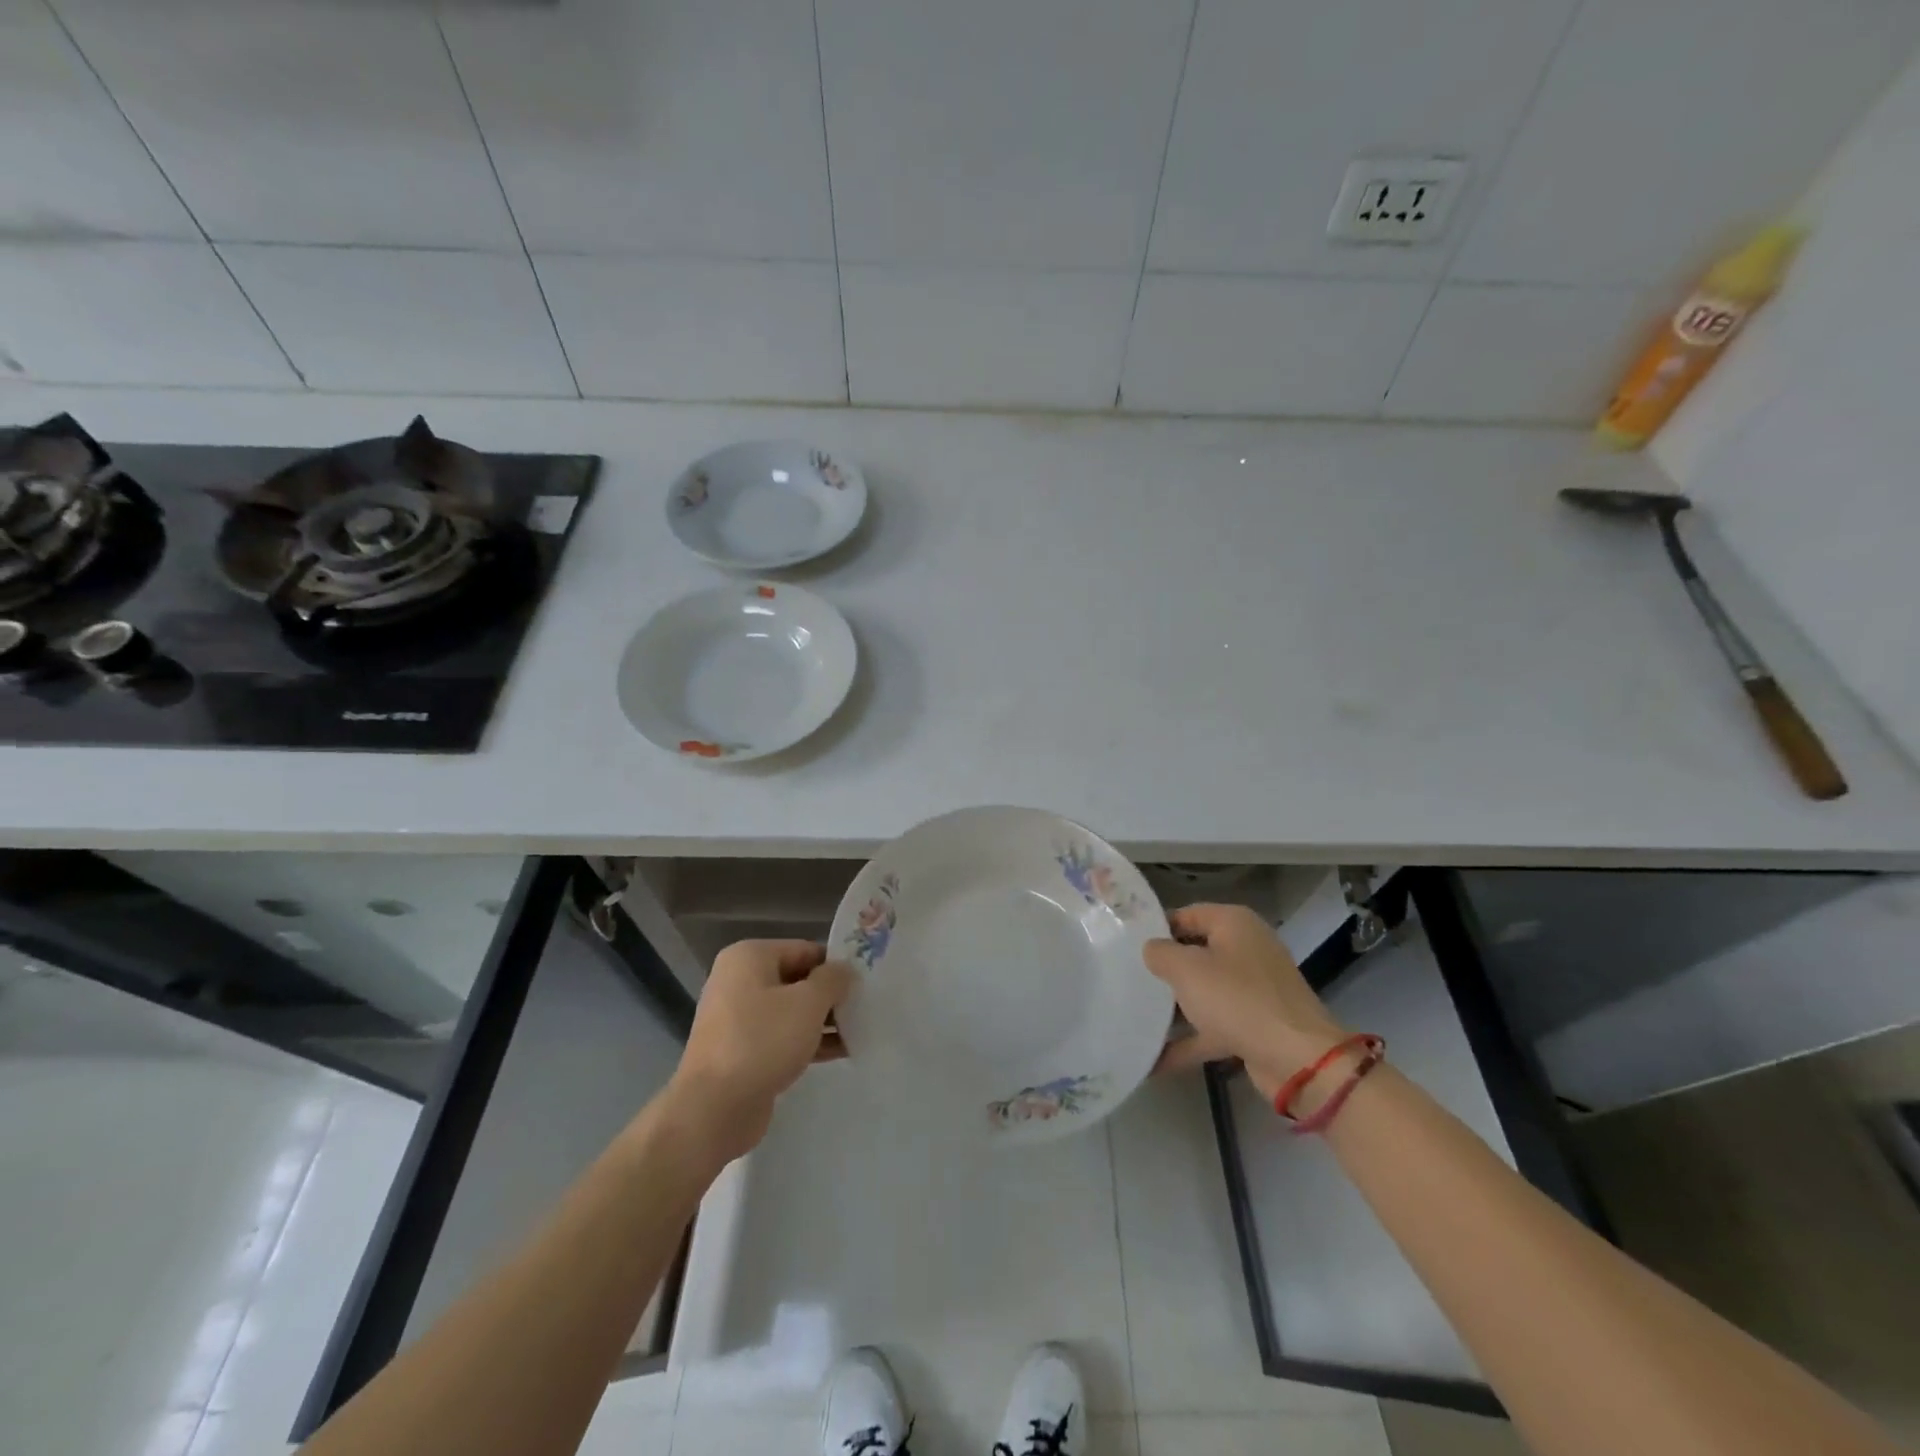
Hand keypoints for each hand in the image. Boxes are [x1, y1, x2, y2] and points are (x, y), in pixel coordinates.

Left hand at [665, 940, 851, 1162]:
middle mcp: (739, 980)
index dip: (836, 965)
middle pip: (798, 979)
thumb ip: (832, 980)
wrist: (713, 1109)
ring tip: (860, 1031)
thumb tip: (844, 971)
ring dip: (824, 1020)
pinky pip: (782, 1035)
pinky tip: (842, 1051)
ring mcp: (738, 1017)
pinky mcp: (742, 1050)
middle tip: (865, 1007)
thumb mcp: (807, 1003)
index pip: (805, 950)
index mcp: (749, 957)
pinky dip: (808, 1040)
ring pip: (791, 1010)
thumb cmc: (762, 1041)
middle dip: (831, 995)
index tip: (865, 983)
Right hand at [1144, 904, 1349, 1102]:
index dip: (1155, 928)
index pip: (1185, 915)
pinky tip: (1152, 1060)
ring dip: (1171, 1007)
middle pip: (1193, 953)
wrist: (1297, 1060)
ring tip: (1131, 1016)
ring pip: (1202, 992)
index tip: (1124, 944)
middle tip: (1124, 978)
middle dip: (1162, 969)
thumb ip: (1159, 953)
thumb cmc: (1237, 999)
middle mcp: (1245, 950)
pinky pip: (1211, 1027)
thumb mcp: (1186, 969)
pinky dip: (1186, 1041)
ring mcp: (1252, 989)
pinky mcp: (1253, 1025)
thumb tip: (1151, 950)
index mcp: (1233, 924)